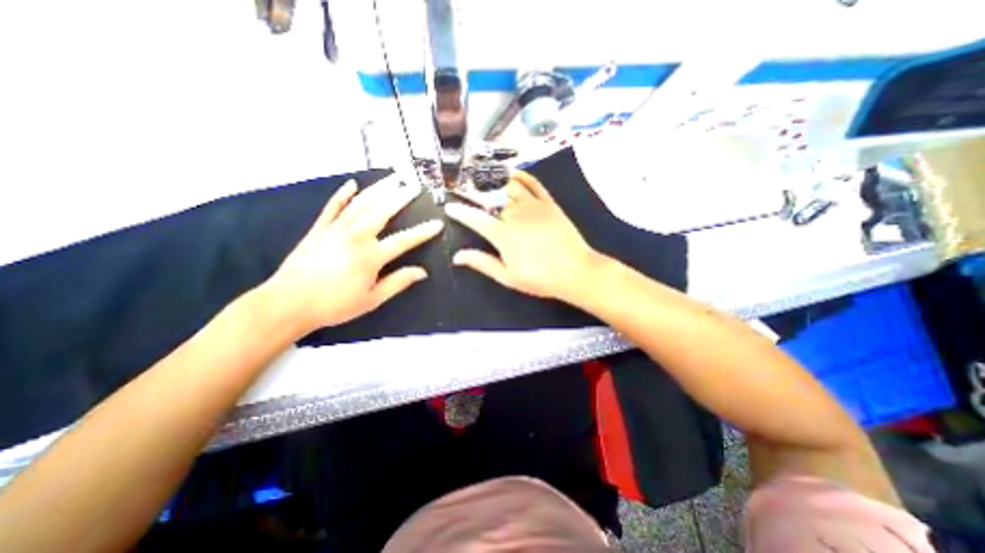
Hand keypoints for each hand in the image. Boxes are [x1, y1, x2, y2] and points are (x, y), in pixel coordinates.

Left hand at [265, 174, 441, 333]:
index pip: (403, 240)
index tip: (437, 223)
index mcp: (370, 256)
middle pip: (382, 211)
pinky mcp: (319, 229)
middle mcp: (355, 236)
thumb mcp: (372, 299)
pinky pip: (332, 207)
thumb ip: (398, 282)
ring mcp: (335, 229)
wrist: (288, 303)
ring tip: (393, 178)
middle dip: (401, 197)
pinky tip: (351, 184)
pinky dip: (342, 195)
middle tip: (415, 185)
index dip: (422, 232)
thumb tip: (422, 272)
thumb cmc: (335, 305)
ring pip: (361, 204)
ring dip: (379, 189)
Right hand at [445, 172, 600, 301]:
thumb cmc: (540, 278)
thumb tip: (458, 256)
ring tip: (486, 184)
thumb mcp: (508, 277)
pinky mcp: (549, 203)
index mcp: (503, 235)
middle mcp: (515, 215)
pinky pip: (533, 183)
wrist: (576, 271)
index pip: (475, 218)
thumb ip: (482, 263)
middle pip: (490, 199)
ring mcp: (533, 206)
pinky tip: (513, 175)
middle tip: (466, 193)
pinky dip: (521, 176)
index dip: (460, 212)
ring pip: (509, 187)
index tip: (450, 207)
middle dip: (475, 196)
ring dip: (495, 185)